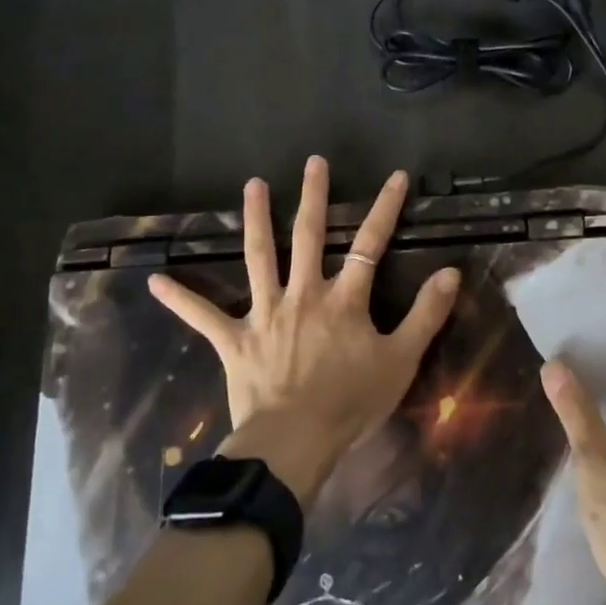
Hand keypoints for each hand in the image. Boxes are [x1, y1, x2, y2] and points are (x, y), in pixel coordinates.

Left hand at [147, 155, 460, 507]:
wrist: (295, 442)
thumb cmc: (351, 403)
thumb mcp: (401, 361)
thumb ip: (426, 315)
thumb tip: (450, 272)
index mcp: (344, 300)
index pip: (370, 244)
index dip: (385, 209)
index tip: (396, 176)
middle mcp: (303, 294)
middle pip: (308, 236)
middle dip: (313, 196)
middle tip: (312, 162)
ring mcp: (265, 314)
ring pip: (259, 258)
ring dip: (256, 220)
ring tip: (253, 186)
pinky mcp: (234, 339)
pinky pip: (203, 316)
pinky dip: (180, 299)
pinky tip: (154, 280)